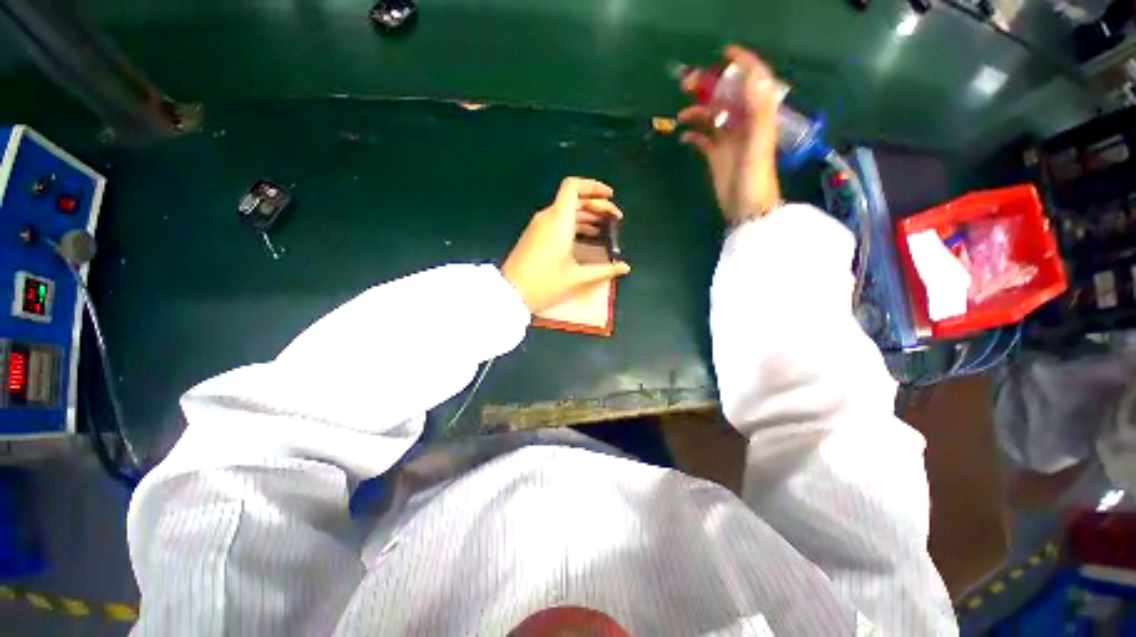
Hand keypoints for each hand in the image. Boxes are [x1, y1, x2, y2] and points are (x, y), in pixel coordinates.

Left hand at [502, 177, 630, 313]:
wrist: (511, 293)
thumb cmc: (545, 283)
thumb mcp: (577, 277)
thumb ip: (604, 270)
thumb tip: (625, 268)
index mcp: (559, 220)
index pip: (574, 186)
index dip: (594, 186)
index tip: (610, 197)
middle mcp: (548, 217)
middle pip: (574, 199)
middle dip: (596, 205)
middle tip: (614, 220)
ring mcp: (539, 226)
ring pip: (566, 210)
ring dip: (586, 216)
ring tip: (604, 230)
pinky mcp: (534, 235)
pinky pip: (558, 221)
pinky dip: (574, 224)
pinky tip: (586, 238)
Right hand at [678, 45, 782, 222]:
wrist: (747, 208)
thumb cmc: (755, 177)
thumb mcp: (759, 143)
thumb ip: (758, 111)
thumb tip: (752, 76)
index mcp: (757, 116)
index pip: (753, 81)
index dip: (742, 64)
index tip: (724, 54)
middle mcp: (743, 124)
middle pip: (727, 97)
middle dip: (709, 87)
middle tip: (687, 83)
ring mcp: (728, 140)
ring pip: (712, 117)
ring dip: (697, 112)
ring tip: (681, 115)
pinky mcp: (716, 156)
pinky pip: (703, 139)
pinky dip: (694, 135)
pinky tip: (684, 137)